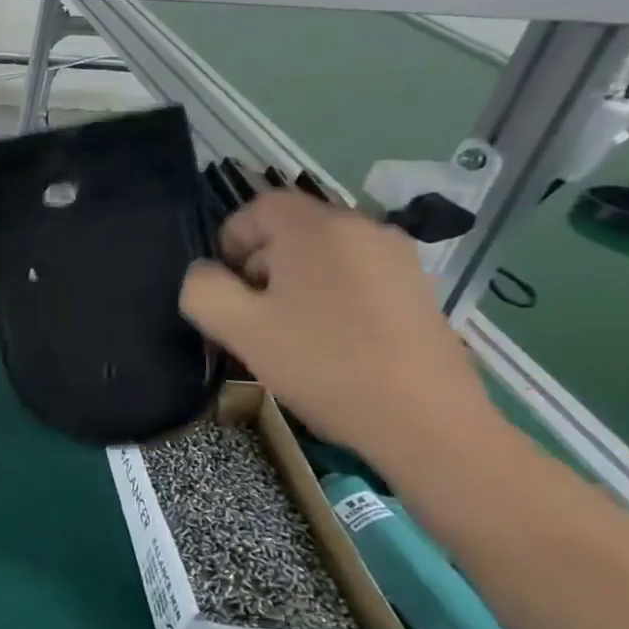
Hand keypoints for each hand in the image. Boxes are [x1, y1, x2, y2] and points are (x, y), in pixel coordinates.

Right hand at [180, 190, 500, 466]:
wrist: (425, 422)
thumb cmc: (322, 364)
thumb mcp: (238, 328)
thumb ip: (203, 289)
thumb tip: (205, 273)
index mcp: (317, 228)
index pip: (259, 207)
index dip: (230, 241)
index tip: (227, 289)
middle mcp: (363, 228)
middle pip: (291, 230)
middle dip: (261, 266)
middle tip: (252, 317)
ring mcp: (398, 258)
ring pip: (323, 256)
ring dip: (294, 285)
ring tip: (290, 335)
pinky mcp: (418, 290)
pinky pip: (355, 276)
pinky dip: (331, 297)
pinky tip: (332, 344)